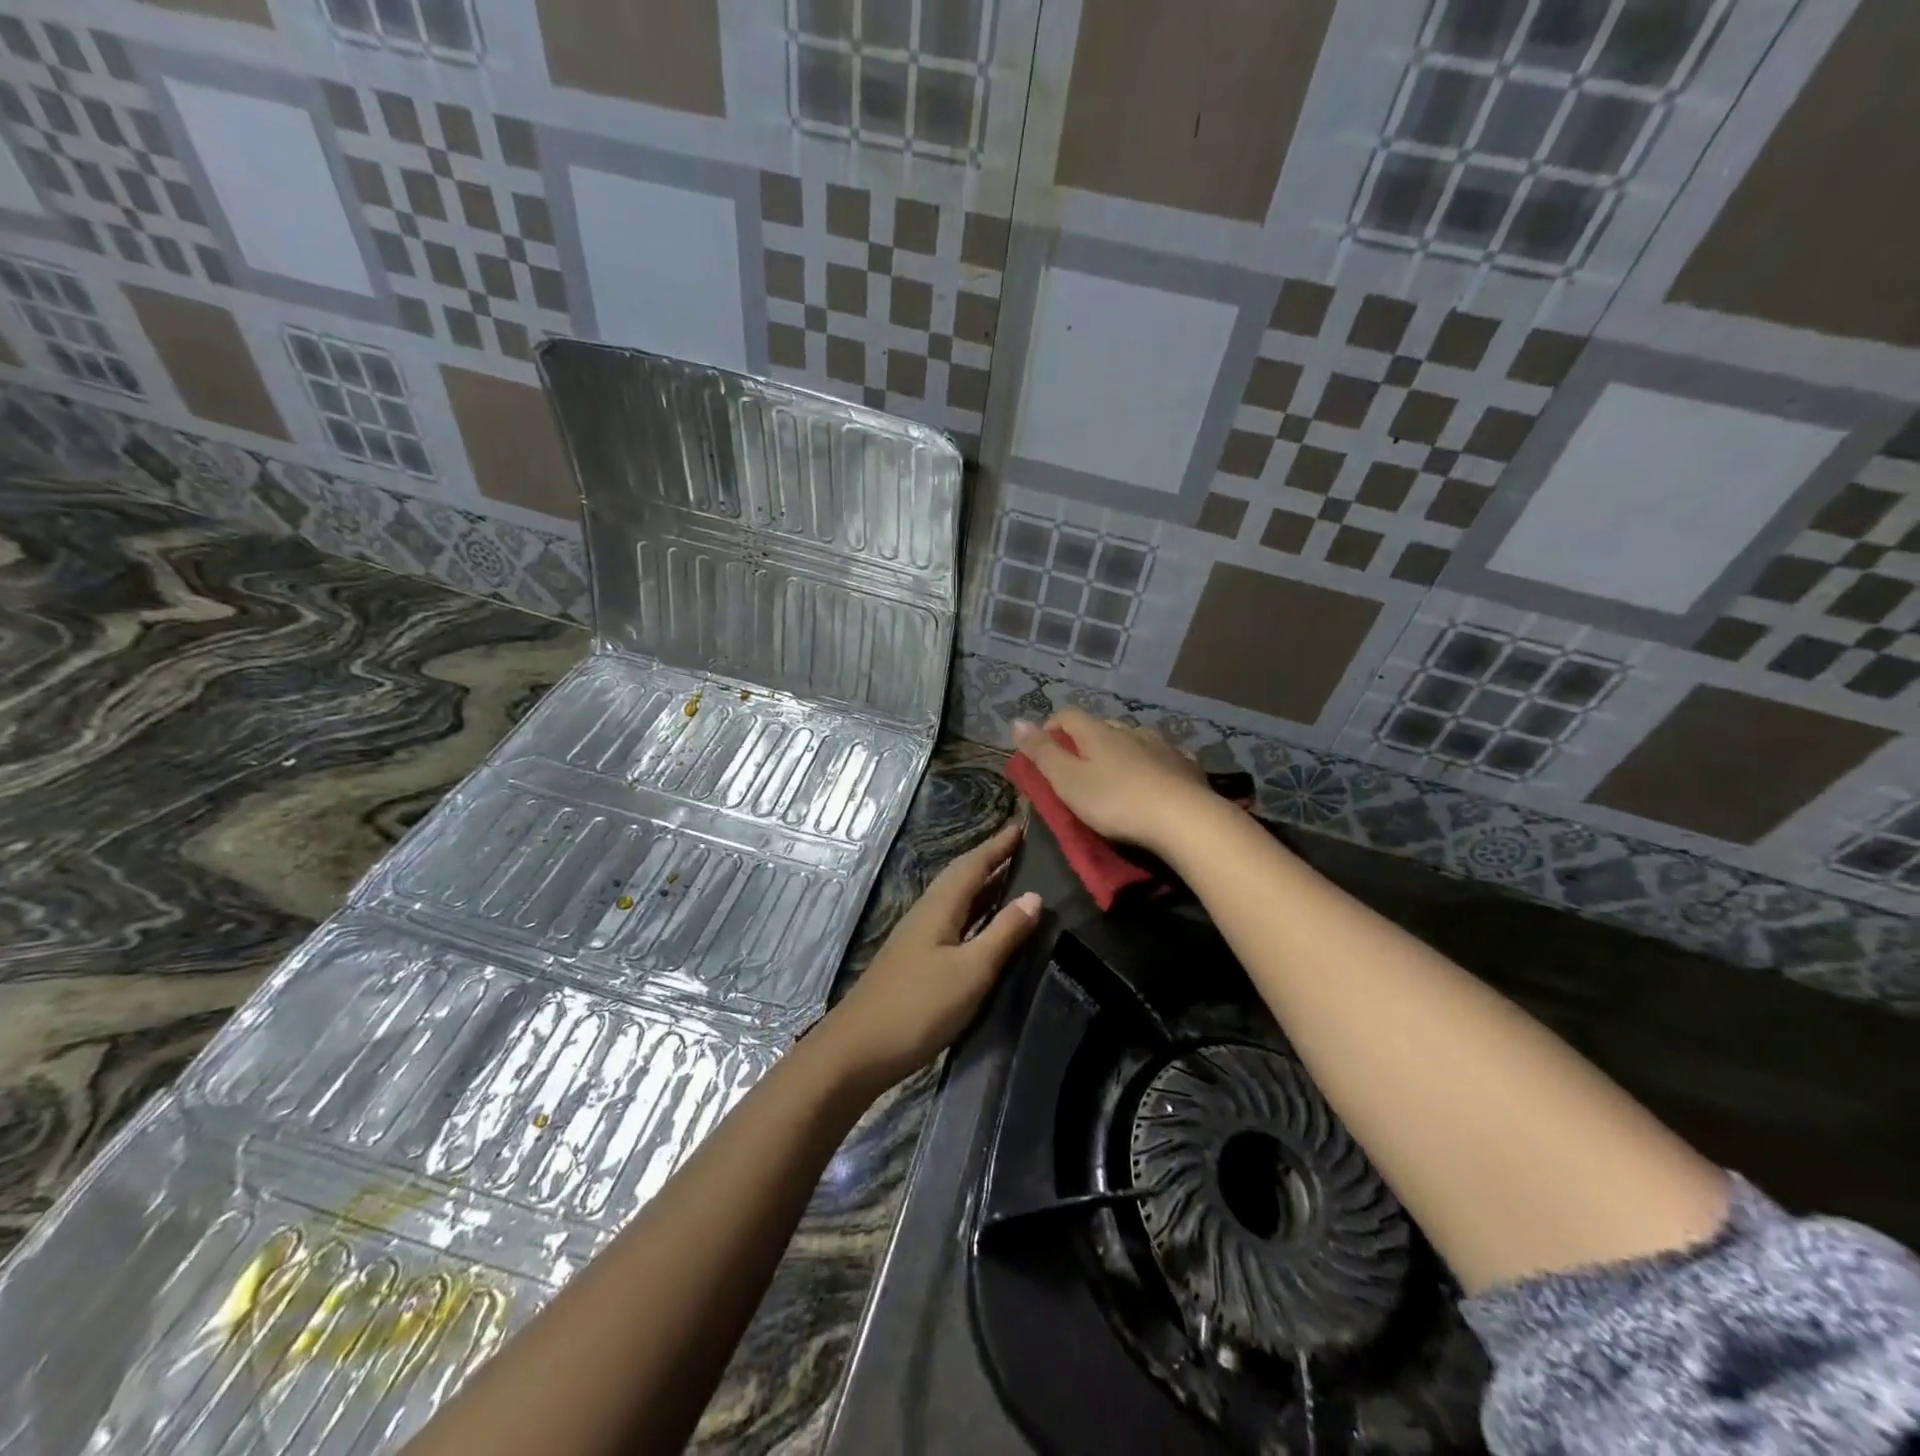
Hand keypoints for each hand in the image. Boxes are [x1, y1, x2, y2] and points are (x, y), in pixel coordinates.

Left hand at [810, 822, 1039, 1094]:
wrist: (857, 1050)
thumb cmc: (918, 1007)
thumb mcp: (970, 971)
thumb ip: (1002, 934)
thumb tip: (1034, 896)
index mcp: (939, 908)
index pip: (972, 865)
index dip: (997, 846)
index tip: (1021, 826)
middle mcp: (926, 914)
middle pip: (960, 878)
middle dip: (989, 860)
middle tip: (1020, 847)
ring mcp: (916, 938)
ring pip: (954, 900)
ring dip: (981, 886)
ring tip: (1009, 879)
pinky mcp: (914, 961)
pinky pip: (950, 921)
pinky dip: (972, 913)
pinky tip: (981, 925)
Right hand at [1010, 710, 1214, 854]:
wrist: (1183, 820)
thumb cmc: (1115, 801)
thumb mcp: (1067, 781)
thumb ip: (1042, 752)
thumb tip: (1017, 721)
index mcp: (1098, 733)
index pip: (1068, 715)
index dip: (1051, 727)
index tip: (1042, 749)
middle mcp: (1130, 731)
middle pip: (1101, 726)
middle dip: (1085, 740)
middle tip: (1077, 766)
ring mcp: (1161, 746)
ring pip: (1134, 738)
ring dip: (1121, 749)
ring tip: (1116, 772)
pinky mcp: (1186, 766)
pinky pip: (1164, 756)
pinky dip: (1153, 762)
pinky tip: (1156, 776)